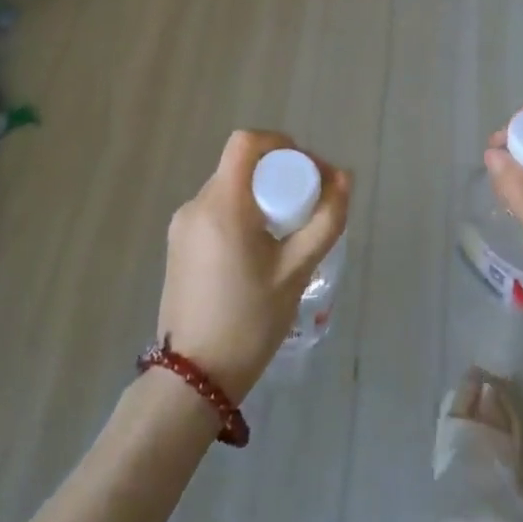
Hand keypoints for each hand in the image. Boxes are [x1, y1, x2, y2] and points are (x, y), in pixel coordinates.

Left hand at [159, 131, 350, 402]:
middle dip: (277, 175)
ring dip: (261, 196)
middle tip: (308, 206)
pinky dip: (243, 214)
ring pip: (229, 189)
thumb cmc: (250, 321)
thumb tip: (344, 178)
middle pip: (239, 166)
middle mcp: (195, 206)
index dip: (280, 144)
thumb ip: (325, 220)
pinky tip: (262, 250)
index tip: (307, 170)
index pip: (246, 143)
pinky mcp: (178, 246)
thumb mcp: (297, 270)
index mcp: (221, 205)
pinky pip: (216, 212)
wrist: (194, 378)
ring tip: (290, 231)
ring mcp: (181, 227)